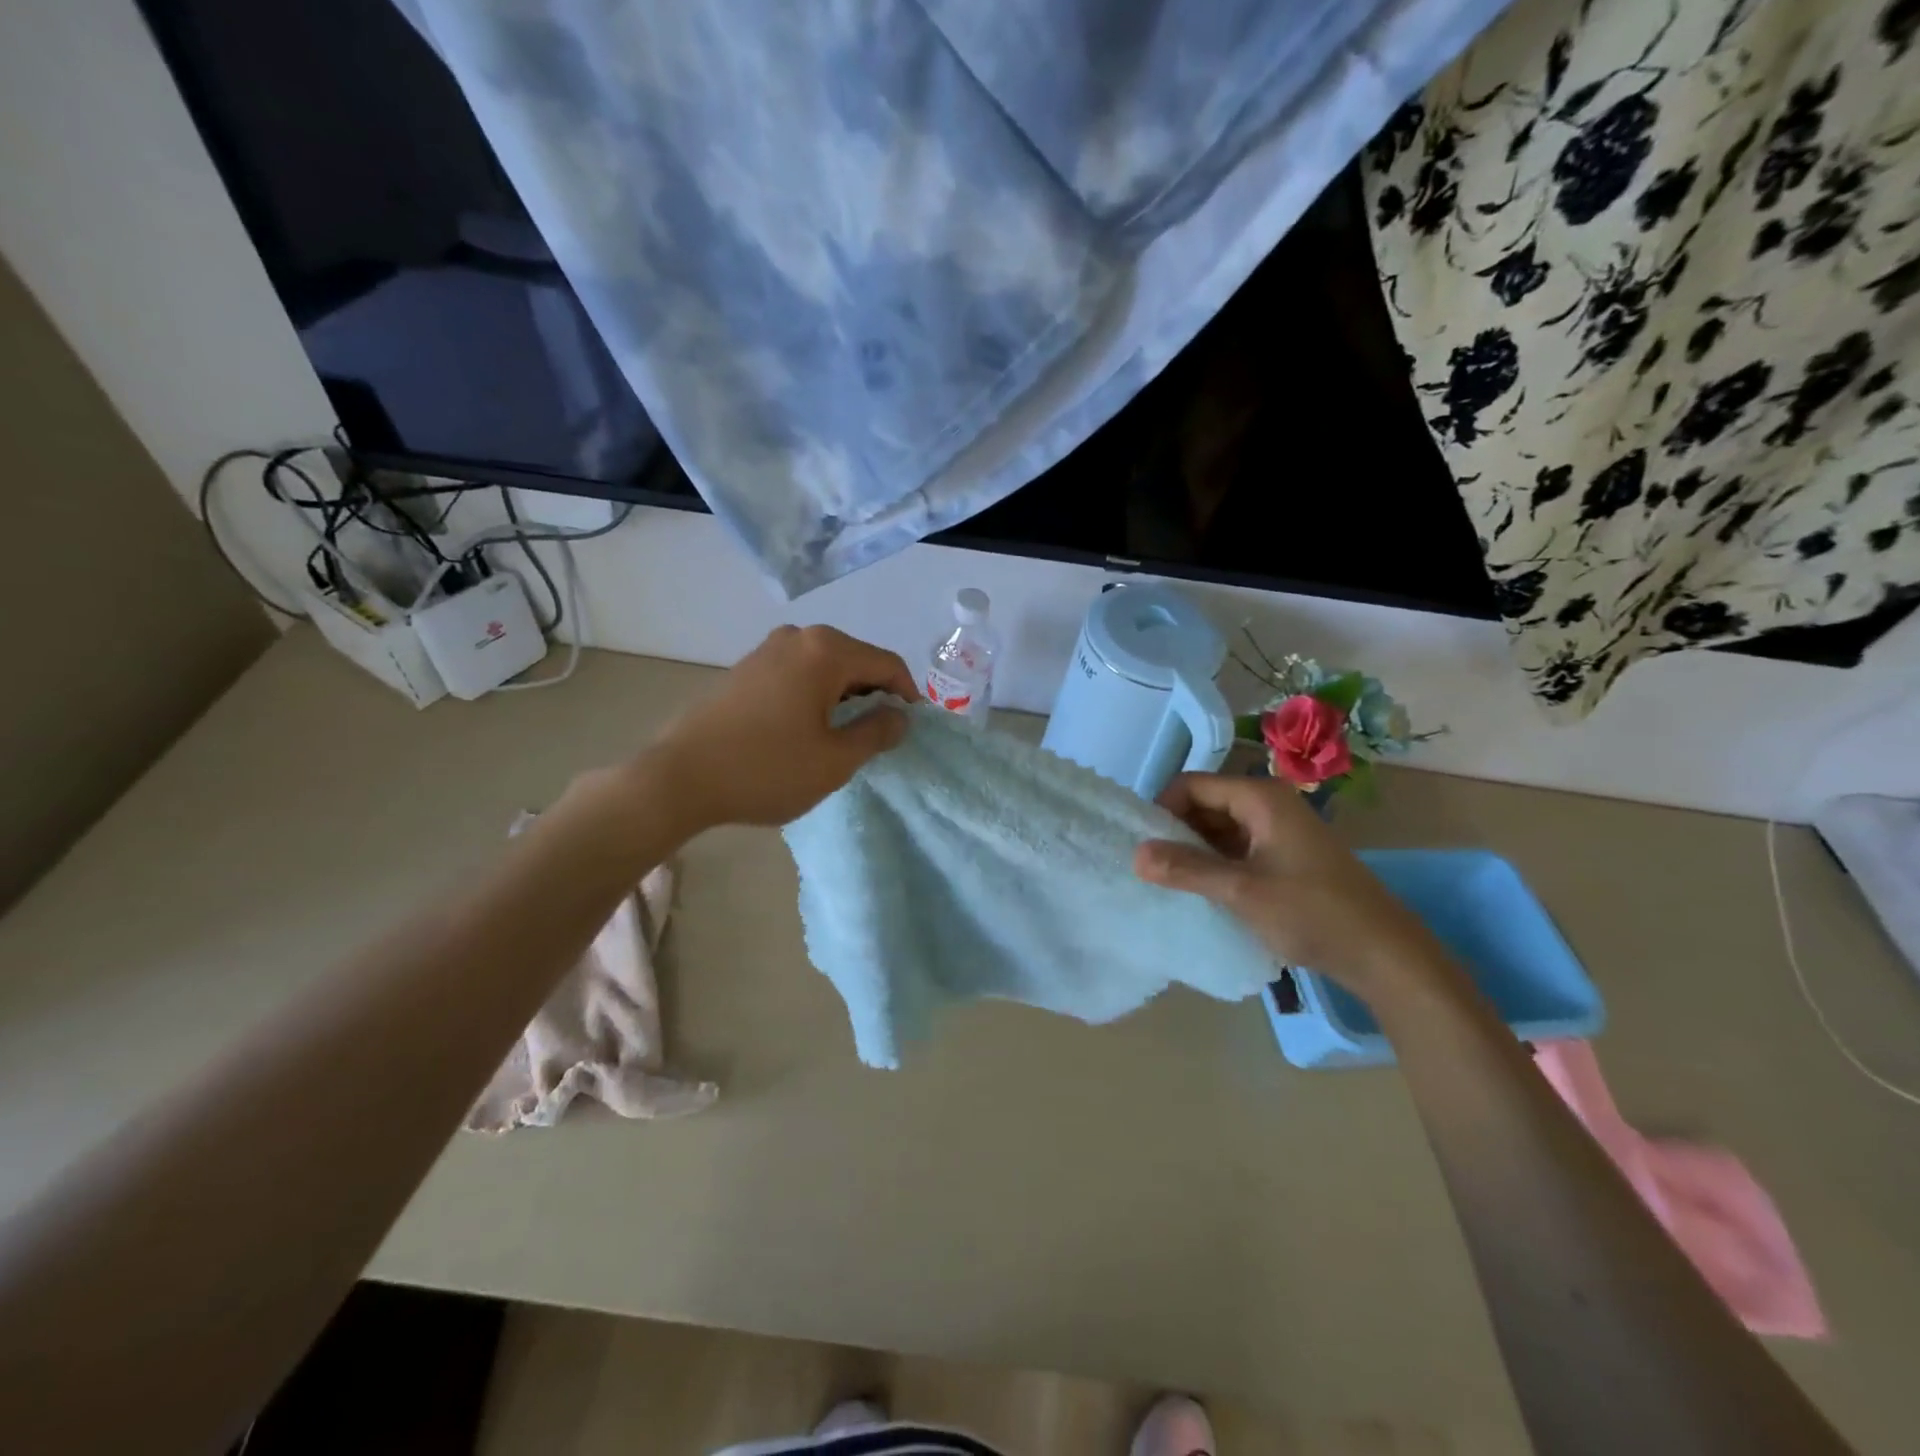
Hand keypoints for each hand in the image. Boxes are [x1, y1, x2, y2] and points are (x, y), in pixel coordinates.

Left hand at [647, 626, 917, 830]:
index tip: (912, 725)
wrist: (681, 778)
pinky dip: (816, 693)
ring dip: (845, 694)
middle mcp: (798, 637)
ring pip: (825, 665)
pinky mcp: (746, 668)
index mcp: (826, 651)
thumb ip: (877, 733)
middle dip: (875, 693)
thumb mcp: (835, 760)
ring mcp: (767, 649)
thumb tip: (900, 716)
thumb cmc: (767, 769)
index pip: (887, 663)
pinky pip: (798, 672)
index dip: (908, 693)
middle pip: (856, 658)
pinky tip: (810, 726)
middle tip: (882, 732)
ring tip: (848, 732)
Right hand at [1134, 773, 1442, 995]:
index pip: (1192, 785)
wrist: (1385, 954)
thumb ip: (1186, 869)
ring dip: (1195, 849)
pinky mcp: (1285, 855)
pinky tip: (1203, 889)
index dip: (1163, 808)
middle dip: (1176, 830)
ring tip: (1172, 881)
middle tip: (1153, 867)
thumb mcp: (1241, 891)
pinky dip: (1216, 862)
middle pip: (1205, 802)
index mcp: (1260, 797)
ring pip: (1220, 826)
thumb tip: (1135, 854)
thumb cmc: (1312, 912)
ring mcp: (1279, 830)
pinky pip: (1237, 846)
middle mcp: (1268, 803)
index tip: (1143, 845)